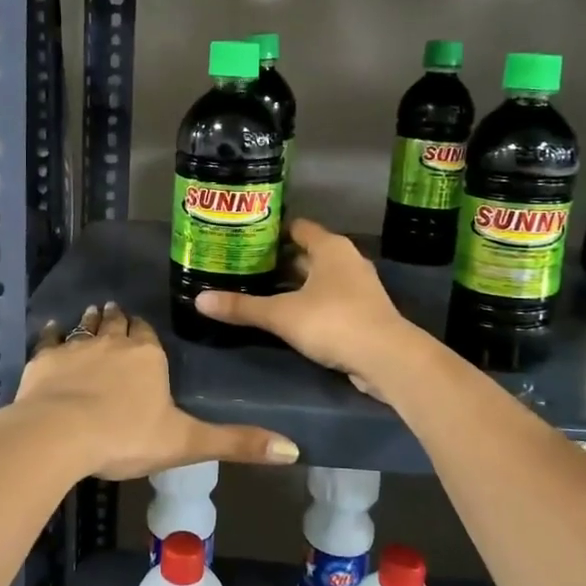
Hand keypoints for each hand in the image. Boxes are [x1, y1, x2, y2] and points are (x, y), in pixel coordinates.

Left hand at [14, 301, 299, 479]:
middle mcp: (114, 341)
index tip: (143, 330)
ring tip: (93, 312)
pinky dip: (52, 334)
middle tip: (116, 312)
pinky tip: (51, 331)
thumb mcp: (186, 443)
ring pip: (87, 325)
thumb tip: (293, 449)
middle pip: (118, 322)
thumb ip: (236, 443)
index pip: (149, 334)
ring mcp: (77, 346)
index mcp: (148, 355)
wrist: (60, 434)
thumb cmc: (126, 437)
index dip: (146, 332)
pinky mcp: (45, 359)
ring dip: (91, 320)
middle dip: (119, 318)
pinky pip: (49, 339)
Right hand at [196, 218, 421, 398]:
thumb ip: (242, 307)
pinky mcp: (362, 312)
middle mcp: (346, 260)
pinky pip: (328, 299)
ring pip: (318, 278)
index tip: (245, 237)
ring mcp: (358, 287)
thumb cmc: (333, 321)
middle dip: (278, 261)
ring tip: (259, 290)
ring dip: (293, 284)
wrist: (387, 358)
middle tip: (243, 266)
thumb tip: (199, 301)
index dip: (271, 231)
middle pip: (306, 253)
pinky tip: (287, 316)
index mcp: (330, 248)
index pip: (297, 228)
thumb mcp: (281, 314)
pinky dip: (308, 303)